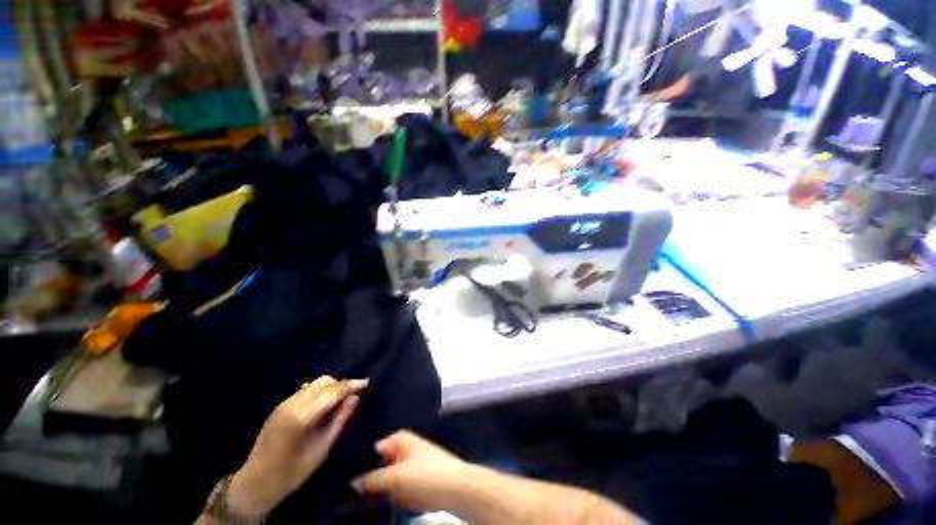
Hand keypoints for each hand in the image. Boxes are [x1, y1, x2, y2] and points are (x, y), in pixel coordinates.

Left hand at [227, 376, 367, 517]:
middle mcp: (293, 404)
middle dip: (341, 384)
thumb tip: (355, 398)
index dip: (351, 384)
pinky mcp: (279, 406)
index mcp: (303, 416)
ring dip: (330, 387)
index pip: (333, 391)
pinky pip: (305, 390)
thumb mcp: (323, 448)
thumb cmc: (293, 471)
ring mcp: (284, 403)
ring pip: (314, 383)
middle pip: (324, 382)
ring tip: (338, 400)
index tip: (366, 382)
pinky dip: (318, 391)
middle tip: (353, 394)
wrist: (256, 482)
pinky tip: (322, 405)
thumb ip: (340, 419)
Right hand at [352, 430, 470, 511]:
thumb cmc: (426, 475)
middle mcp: (406, 447)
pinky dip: (401, 496)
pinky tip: (405, 501)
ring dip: (389, 491)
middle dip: (375, 480)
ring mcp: (413, 463)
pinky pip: (402, 489)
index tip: (349, 480)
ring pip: (391, 480)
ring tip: (391, 497)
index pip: (374, 448)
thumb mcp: (394, 477)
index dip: (361, 464)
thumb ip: (371, 479)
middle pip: (381, 465)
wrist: (455, 489)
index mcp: (399, 438)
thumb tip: (354, 482)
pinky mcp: (420, 479)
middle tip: (366, 494)